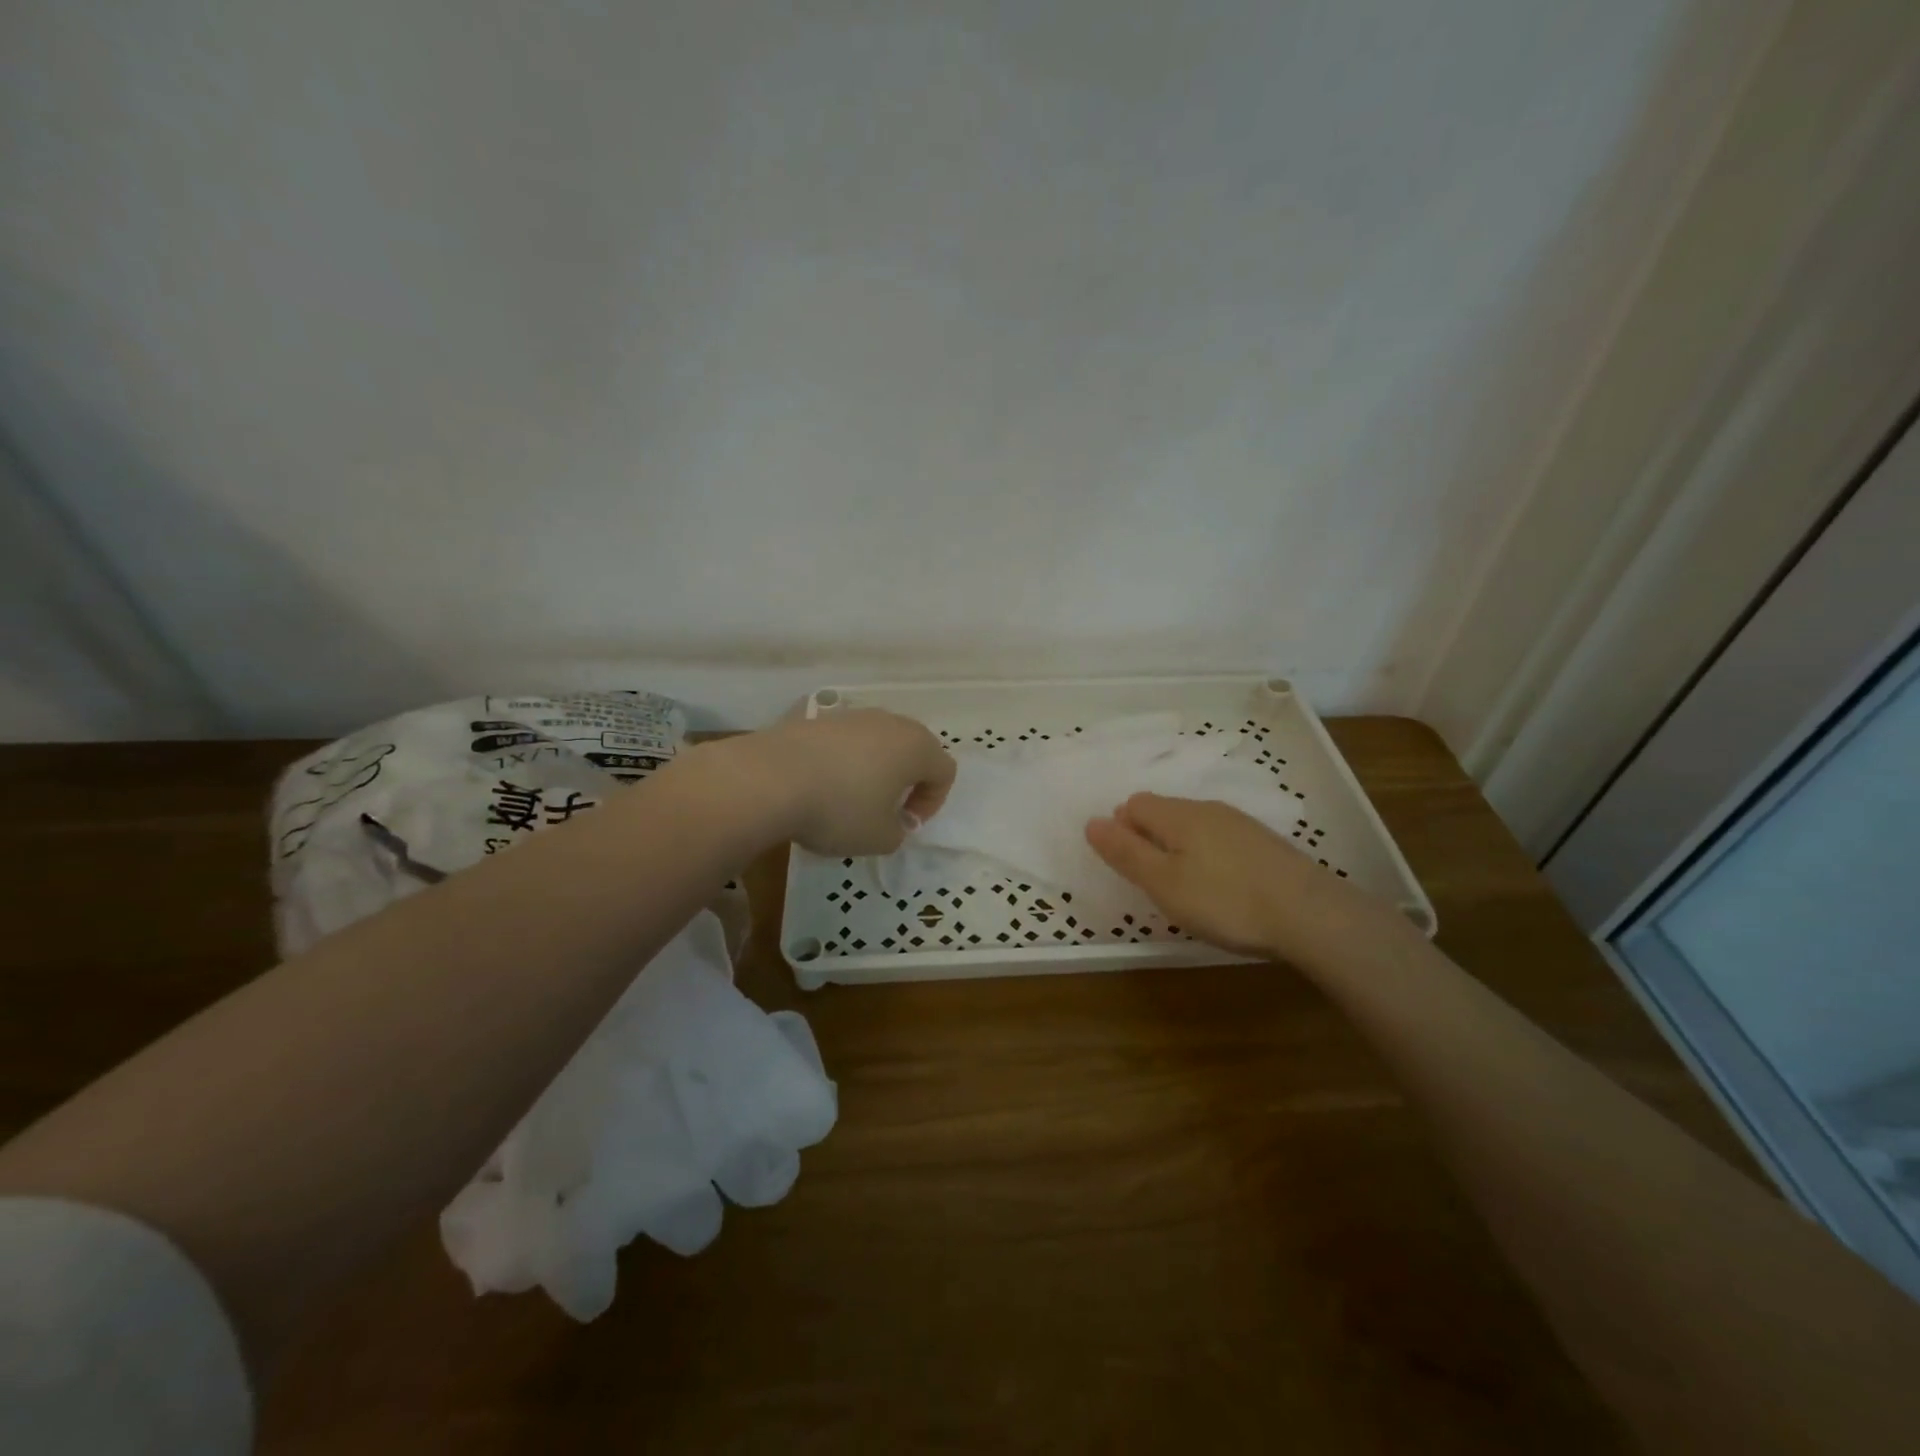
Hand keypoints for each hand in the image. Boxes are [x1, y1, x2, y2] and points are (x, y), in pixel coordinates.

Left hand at [739, 709, 955, 856]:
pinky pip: (845, 743)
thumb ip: (898, 832)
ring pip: (877, 744)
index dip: (932, 803)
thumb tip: (892, 821)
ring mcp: (852, 716)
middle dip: (906, 782)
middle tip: (885, 812)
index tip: (904, 825)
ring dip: (873, 771)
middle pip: (913, 750)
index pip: (944, 772)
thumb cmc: (840, 810)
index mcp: (916, 747)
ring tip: (849, 800)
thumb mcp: (880, 838)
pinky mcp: (817, 719)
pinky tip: (820, 787)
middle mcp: (890, 722)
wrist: (770, 778)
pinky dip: (843, 764)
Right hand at [1085, 793, 1399, 966]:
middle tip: (1155, 881)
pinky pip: (1220, 838)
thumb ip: (1126, 853)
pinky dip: (1208, 855)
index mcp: (1177, 815)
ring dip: (1179, 847)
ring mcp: (1240, 823)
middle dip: (1148, 837)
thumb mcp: (1163, 883)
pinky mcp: (1265, 843)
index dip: (1122, 829)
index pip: (1134, 804)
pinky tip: (1222, 885)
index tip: (1131, 867)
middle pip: (1163, 811)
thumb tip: (1092, 822)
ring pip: (1193, 824)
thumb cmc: (1225, 900)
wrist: (1310, 914)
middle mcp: (1206, 809)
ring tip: (1186, 886)